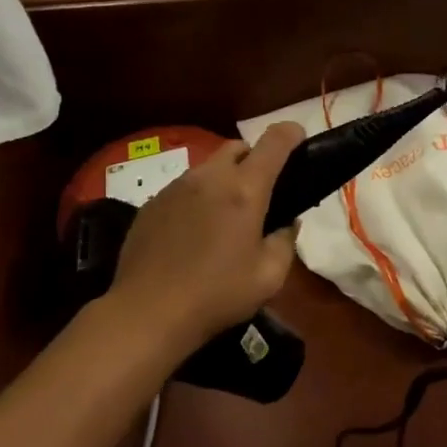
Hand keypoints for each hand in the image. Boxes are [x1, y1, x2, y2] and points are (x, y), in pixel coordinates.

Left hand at [108, 123, 305, 352]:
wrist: (147, 312)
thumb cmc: (217, 295)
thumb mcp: (269, 277)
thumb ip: (285, 241)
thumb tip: (285, 223)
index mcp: (245, 190)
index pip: (274, 141)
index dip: (291, 133)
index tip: (299, 140)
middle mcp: (210, 177)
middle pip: (237, 147)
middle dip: (254, 159)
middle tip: (260, 192)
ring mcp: (176, 187)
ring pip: (208, 168)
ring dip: (223, 181)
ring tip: (224, 218)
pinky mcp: (152, 203)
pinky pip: (183, 189)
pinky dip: (197, 200)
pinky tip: (192, 234)